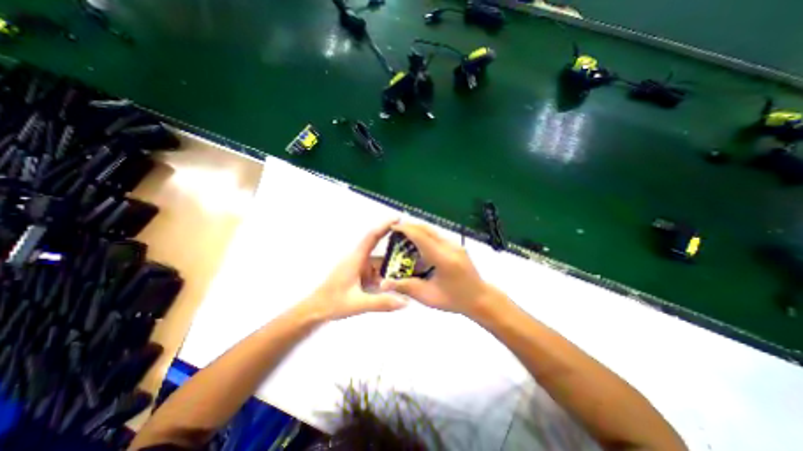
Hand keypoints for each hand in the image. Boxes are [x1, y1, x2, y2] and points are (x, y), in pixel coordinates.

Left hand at [306, 218, 410, 320]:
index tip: (398, 218)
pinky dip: (386, 275)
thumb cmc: (332, 303)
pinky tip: (397, 281)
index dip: (384, 226)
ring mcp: (359, 268)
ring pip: (380, 263)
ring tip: (412, 266)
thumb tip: (406, 301)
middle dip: (396, 248)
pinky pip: (376, 272)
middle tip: (415, 248)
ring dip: (392, 265)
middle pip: (380, 250)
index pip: (372, 237)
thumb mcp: (357, 304)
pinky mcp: (359, 275)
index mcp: (356, 259)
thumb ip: (381, 303)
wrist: (316, 310)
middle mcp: (359, 260)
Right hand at [380, 222, 500, 316]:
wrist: (481, 299)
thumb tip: (384, 283)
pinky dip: (425, 236)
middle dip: (410, 226)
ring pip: (433, 231)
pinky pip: (438, 236)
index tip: (393, 227)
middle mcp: (450, 247)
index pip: (422, 237)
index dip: (406, 229)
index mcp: (443, 258)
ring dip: (418, 230)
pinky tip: (419, 246)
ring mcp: (455, 244)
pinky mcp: (457, 246)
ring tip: (404, 237)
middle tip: (395, 231)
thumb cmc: (455, 300)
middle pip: (427, 229)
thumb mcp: (429, 297)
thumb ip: (406, 287)